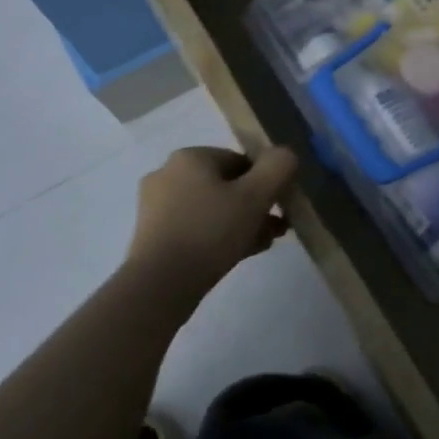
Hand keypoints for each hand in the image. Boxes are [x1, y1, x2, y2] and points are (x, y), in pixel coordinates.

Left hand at [127, 146, 297, 291]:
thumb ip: (278, 167)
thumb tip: (285, 155)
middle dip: (256, 206)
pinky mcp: (152, 234)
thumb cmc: (211, 231)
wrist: (161, 283)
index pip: (241, 161)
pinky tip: (238, 253)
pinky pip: (196, 226)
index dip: (267, 182)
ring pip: (212, 208)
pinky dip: (218, 235)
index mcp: (190, 157)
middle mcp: (168, 174)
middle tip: (277, 229)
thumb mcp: (256, 196)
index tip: (281, 207)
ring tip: (262, 244)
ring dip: (241, 222)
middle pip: (227, 185)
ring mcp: (156, 205)